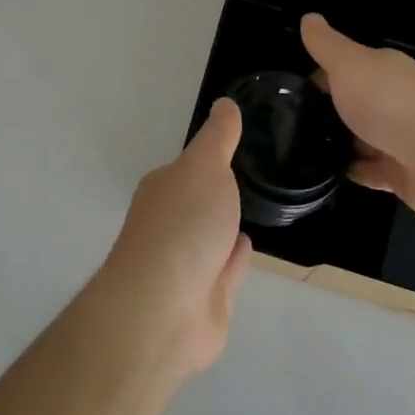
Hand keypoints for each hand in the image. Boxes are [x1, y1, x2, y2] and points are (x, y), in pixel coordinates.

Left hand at [94, 99, 252, 378]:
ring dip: (225, 225)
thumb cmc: (182, 226)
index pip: (187, 168)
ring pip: (211, 237)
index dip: (208, 157)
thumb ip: (218, 137)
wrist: (164, 310)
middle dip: (216, 192)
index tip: (233, 145)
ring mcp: (186, 265)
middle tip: (249, 176)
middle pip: (196, 202)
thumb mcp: (204, 167)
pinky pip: (225, 269)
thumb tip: (224, 103)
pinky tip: (247, 244)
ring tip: (251, 208)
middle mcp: (169, 224)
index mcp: (164, 189)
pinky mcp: (206, 299)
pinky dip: (235, 257)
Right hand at [301, 13, 414, 219]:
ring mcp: (397, 139)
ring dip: (337, 142)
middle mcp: (393, 100)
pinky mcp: (400, 174)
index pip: (346, 67)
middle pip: (354, 102)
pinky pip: (368, 171)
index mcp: (383, 70)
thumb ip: (326, 45)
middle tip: (286, 120)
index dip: (319, 73)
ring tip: (298, 148)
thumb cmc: (391, 102)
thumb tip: (308, 17)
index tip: (290, 88)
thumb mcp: (350, 64)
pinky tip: (323, 172)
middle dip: (326, 109)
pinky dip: (350, 170)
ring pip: (360, 137)